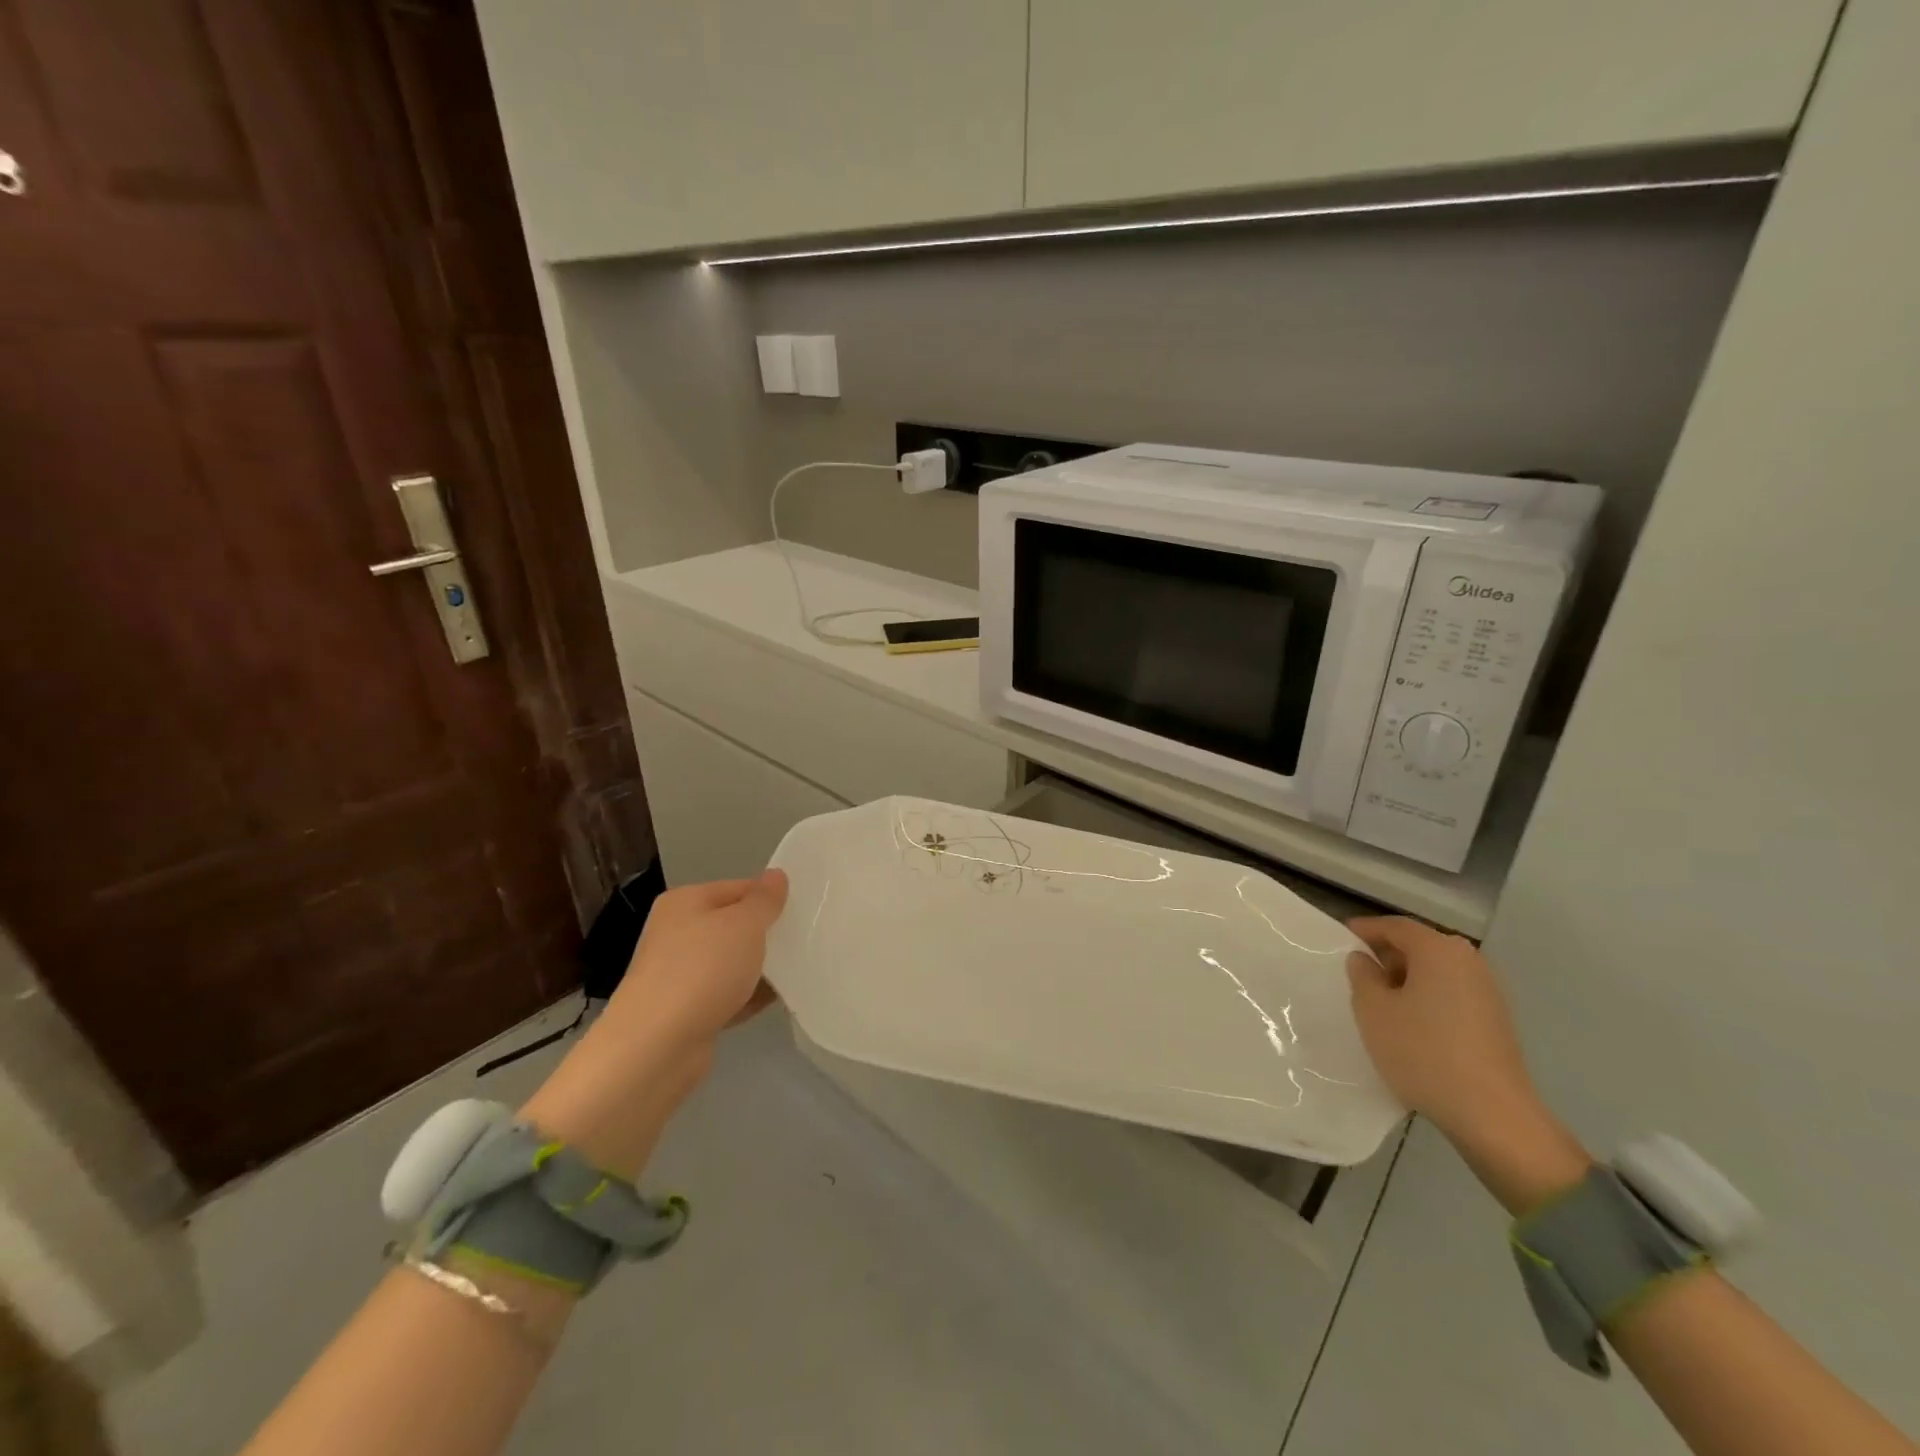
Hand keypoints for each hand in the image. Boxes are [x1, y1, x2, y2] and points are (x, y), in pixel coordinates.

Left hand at [606, 871, 790, 1056]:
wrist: (657, 1046)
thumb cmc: (703, 970)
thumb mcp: (744, 924)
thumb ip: (765, 900)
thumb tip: (776, 875)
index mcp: (685, 902)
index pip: (738, 888)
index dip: (770, 898)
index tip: (804, 911)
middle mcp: (678, 933)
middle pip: (734, 926)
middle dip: (767, 934)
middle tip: (806, 939)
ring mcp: (680, 975)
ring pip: (732, 963)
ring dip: (761, 968)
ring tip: (800, 970)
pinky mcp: (687, 1011)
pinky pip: (728, 996)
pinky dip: (750, 997)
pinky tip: (780, 1000)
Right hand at [1347, 916, 1588, 1212]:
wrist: (1492, 1114)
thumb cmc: (1422, 1051)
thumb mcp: (1373, 1010)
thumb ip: (1362, 976)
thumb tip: (1365, 960)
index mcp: (1439, 950)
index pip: (1396, 926)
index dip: (1366, 930)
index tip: (1341, 940)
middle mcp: (1469, 962)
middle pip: (1420, 947)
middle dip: (1387, 956)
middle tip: (1358, 975)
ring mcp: (1489, 992)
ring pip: (1437, 973)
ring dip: (1408, 980)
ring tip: (1381, 1004)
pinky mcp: (1497, 1021)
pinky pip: (1452, 995)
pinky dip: (1428, 999)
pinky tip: (1412, 1026)